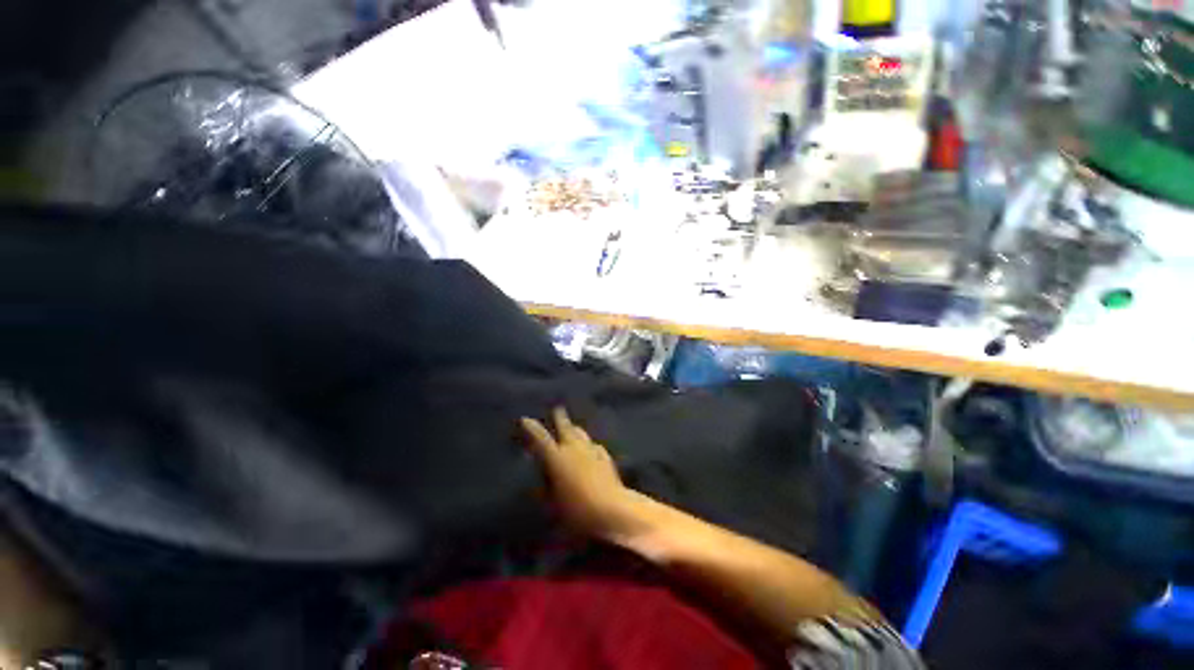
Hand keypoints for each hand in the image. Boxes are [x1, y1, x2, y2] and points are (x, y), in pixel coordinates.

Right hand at [521, 407, 640, 541]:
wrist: (611, 509)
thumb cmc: (576, 510)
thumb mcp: (553, 504)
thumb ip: (546, 488)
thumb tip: (541, 479)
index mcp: (556, 458)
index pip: (541, 439)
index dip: (532, 428)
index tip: (525, 419)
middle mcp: (573, 449)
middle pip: (566, 427)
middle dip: (560, 418)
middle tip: (558, 409)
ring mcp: (591, 451)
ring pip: (581, 434)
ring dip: (575, 429)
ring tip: (573, 426)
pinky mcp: (605, 458)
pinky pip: (594, 446)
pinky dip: (589, 445)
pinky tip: (592, 448)